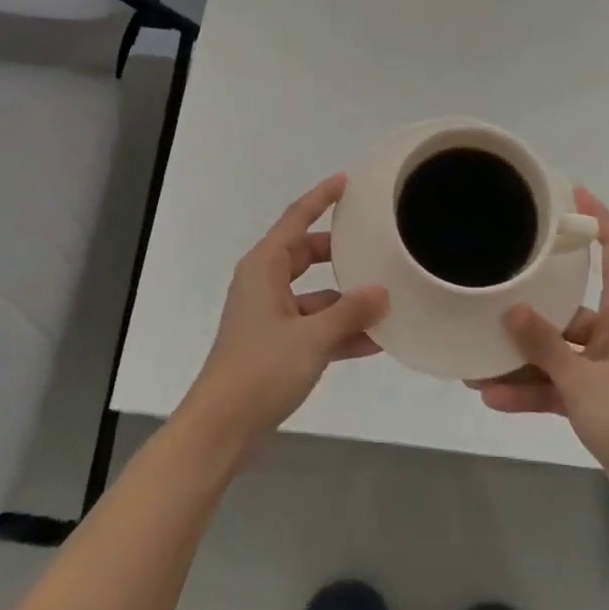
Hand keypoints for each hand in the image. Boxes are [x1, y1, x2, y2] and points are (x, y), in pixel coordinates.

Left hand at [178, 174, 388, 463]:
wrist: (222, 428)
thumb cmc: (261, 369)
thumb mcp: (312, 337)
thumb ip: (350, 311)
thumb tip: (382, 291)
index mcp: (264, 266)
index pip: (296, 218)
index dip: (321, 197)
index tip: (346, 181)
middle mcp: (265, 283)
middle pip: (307, 254)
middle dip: (340, 251)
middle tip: (374, 243)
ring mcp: (269, 315)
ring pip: (314, 294)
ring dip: (345, 299)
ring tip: (387, 298)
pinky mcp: (275, 345)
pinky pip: (313, 325)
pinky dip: (338, 330)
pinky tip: (374, 341)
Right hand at [472, 188, 608, 517]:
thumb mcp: (583, 380)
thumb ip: (544, 345)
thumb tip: (510, 309)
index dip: (598, 217)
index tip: (570, 192)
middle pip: (570, 303)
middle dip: (532, 302)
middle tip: (494, 284)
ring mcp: (606, 368)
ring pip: (557, 350)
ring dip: (522, 358)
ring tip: (477, 359)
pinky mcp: (600, 401)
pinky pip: (558, 385)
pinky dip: (531, 390)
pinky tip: (493, 397)